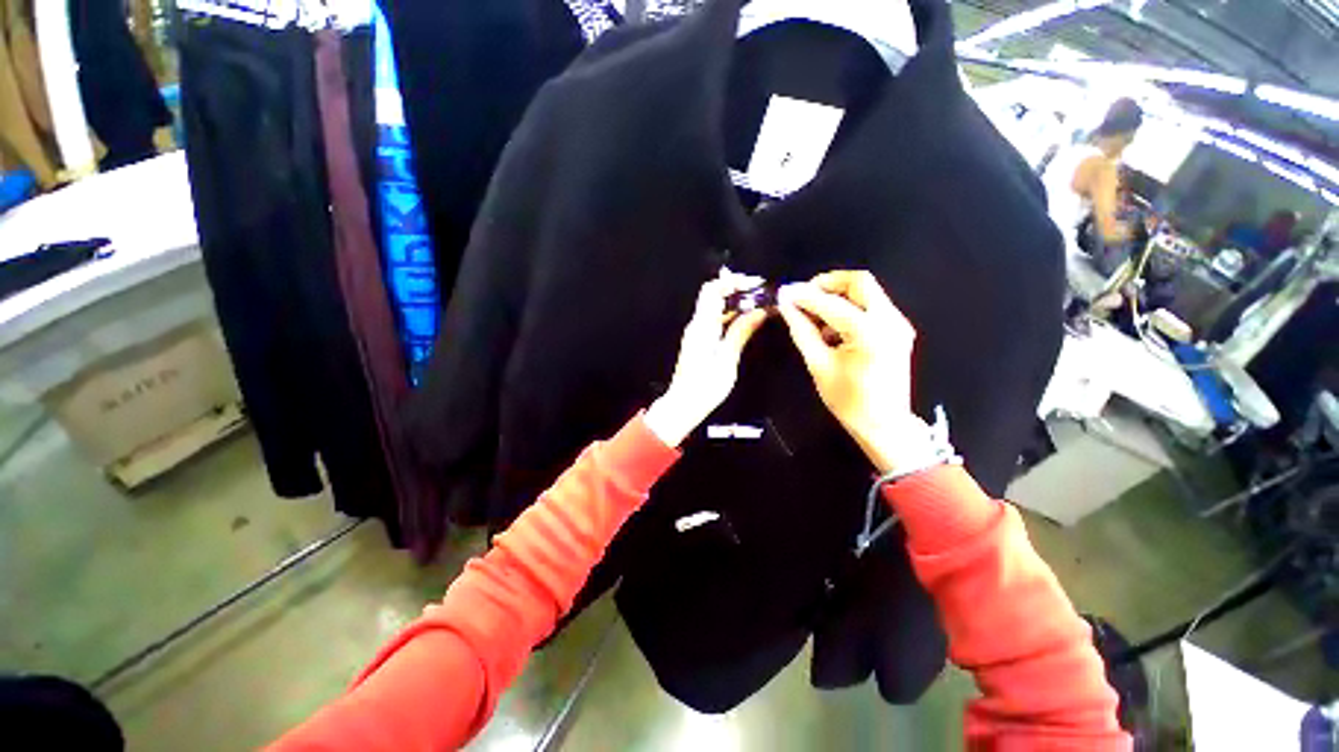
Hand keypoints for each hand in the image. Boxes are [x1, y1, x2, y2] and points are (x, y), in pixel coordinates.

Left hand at [645, 271, 769, 446]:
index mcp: (702, 326)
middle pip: (713, 295)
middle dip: (737, 289)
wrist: (683, 405)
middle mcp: (696, 325)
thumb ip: (741, 332)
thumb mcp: (727, 360)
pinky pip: (714, 319)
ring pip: (714, 307)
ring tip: (759, 305)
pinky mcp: (698, 341)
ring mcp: (696, 333)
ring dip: (735, 302)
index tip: (756, 284)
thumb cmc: (705, 387)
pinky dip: (730, 315)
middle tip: (761, 294)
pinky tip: (746, 321)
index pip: (713, 290)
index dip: (734, 281)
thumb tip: (759, 311)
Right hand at [777, 270, 929, 473]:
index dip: (804, 296)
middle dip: (828, 284)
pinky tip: (832, 328)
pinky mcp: (897, 329)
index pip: (831, 303)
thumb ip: (802, 331)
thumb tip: (786, 306)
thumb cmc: (848, 400)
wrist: (884, 424)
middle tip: (804, 296)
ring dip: (838, 296)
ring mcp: (897, 323)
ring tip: (814, 316)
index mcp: (869, 332)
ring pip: (866, 291)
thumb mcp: (819, 365)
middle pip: (859, 282)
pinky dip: (849, 307)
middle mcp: (890, 320)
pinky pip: (871, 305)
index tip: (784, 293)